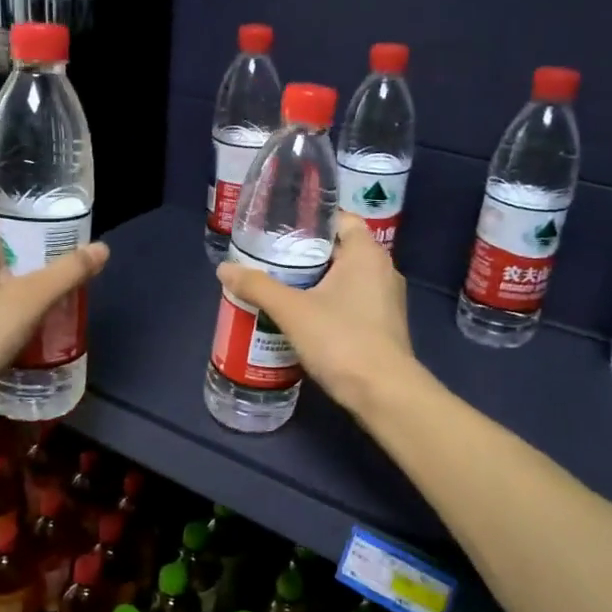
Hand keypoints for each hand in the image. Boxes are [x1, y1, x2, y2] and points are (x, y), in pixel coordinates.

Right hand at [216, 214, 416, 418]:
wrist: (384, 393)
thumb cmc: (341, 339)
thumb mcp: (292, 311)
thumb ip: (258, 286)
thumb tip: (224, 268)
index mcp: (367, 253)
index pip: (340, 219)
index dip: (310, 220)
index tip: (280, 229)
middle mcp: (383, 269)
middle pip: (339, 249)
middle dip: (305, 254)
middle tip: (270, 259)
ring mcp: (387, 299)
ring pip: (345, 278)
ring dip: (315, 281)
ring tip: (279, 287)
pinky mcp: (384, 325)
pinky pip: (352, 301)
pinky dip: (328, 302)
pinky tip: (302, 317)